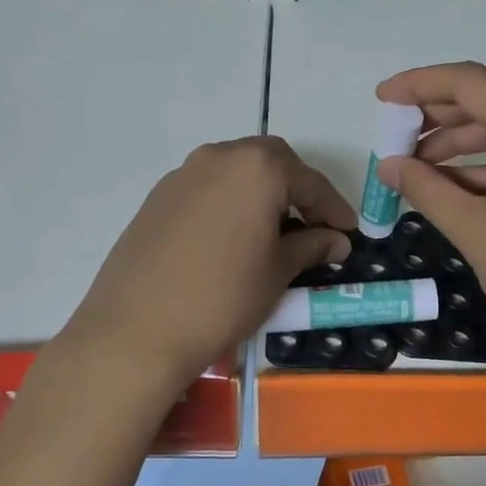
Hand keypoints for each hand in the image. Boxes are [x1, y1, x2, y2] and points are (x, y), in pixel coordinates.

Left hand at [60, 136, 355, 392]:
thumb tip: (336, 240)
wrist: (136, 329)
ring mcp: (184, 173)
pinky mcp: (159, 195)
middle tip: (313, 224)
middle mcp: (221, 157)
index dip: (334, 208)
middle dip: (298, 189)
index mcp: (258, 168)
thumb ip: (312, 246)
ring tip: (273, 230)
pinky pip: (208, 186)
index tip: (349, 233)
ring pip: (237, 170)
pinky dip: (231, 201)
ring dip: (262, 191)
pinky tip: (233, 236)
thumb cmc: (223, 298)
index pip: (310, 182)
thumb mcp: (277, 272)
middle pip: (272, 162)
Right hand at [376, 63, 485, 381]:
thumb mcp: (474, 229)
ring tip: (418, 171)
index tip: (382, 99)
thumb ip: (426, 189)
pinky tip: (457, 192)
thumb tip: (389, 165)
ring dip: (463, 148)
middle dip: (438, 119)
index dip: (419, 84)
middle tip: (395, 139)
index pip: (469, 82)